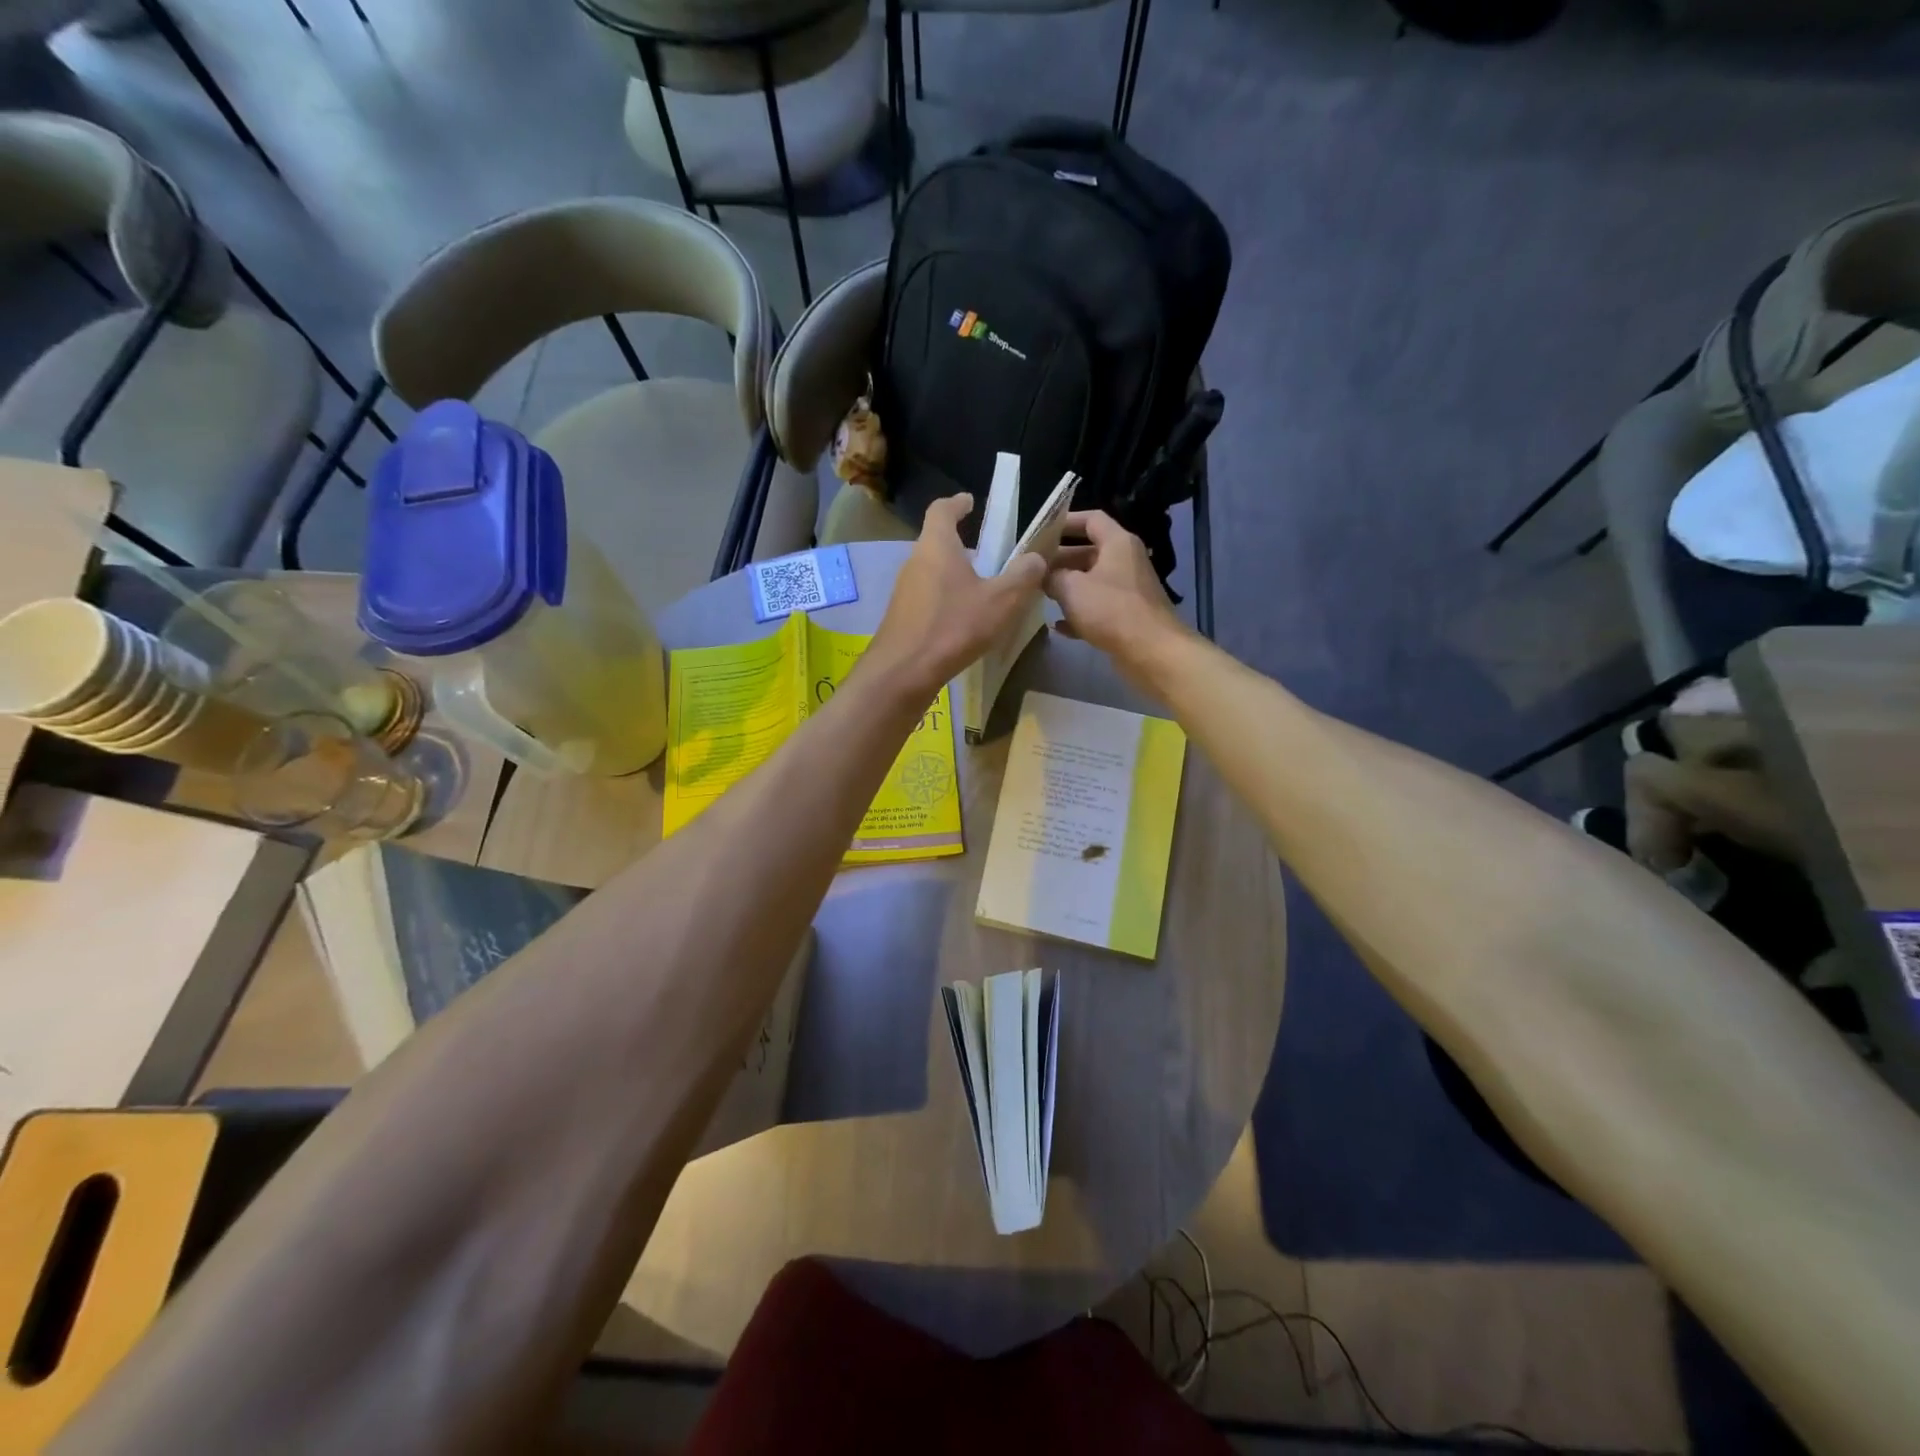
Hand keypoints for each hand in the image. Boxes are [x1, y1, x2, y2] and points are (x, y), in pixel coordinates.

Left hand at [867, 493, 1046, 698]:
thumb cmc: (953, 627)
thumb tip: (1035, 558)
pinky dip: (947, 599)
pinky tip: (965, 621)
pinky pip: (928, 597)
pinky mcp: (902, 617)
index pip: (942, 509)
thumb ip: (1022, 576)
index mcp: (936, 545)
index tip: (970, 502)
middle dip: (962, 544)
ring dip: (956, 575)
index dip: (957, 503)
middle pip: (937, 542)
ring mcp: (904, 591)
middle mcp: (915, 562)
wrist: (903, 673)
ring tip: (983, 590)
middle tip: (989, 554)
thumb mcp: (1001, 601)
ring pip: (933, 572)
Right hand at [1045, 511, 1187, 666]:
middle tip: (1033, 569)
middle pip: (1088, 552)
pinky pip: (1097, 608)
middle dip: (1060, 560)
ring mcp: (1128, 590)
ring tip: (1040, 594)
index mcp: (1118, 543)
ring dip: (1067, 588)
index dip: (1065, 522)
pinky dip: (1079, 614)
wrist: (1151, 651)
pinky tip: (1058, 626)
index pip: (1091, 519)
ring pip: (1091, 582)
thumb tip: (1042, 574)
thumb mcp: (1072, 588)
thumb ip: (1052, 576)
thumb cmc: (1111, 610)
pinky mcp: (1127, 617)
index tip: (1041, 532)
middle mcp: (1125, 562)